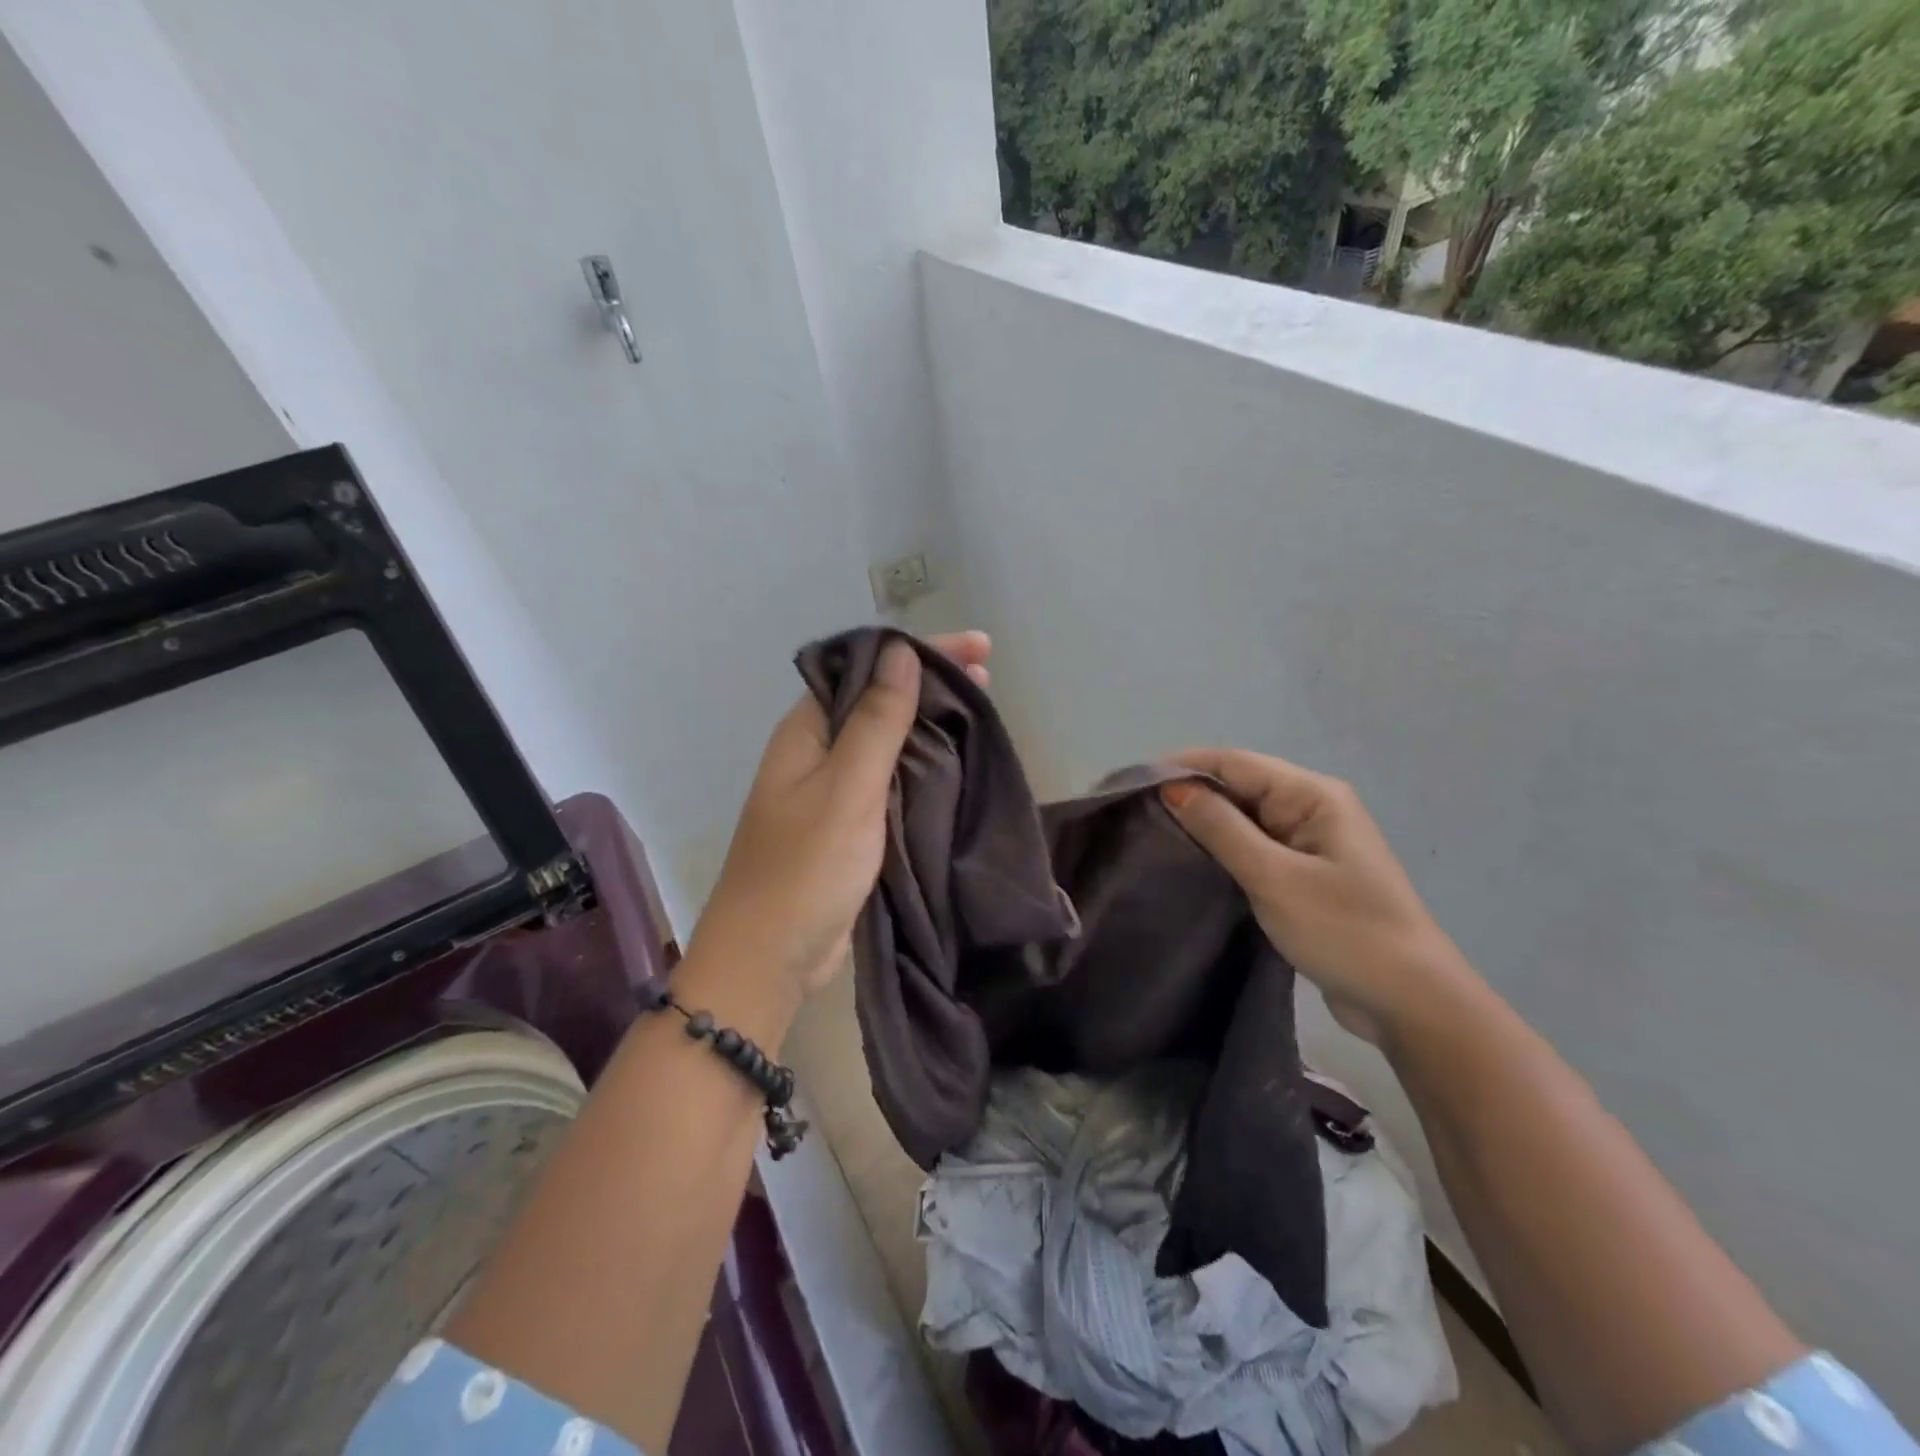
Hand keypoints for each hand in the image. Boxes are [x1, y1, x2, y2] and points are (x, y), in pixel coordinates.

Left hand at [689, 632, 992, 1000]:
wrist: (770, 958)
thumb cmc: (805, 868)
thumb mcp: (847, 787)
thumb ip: (876, 720)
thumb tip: (901, 651)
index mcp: (807, 730)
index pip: (866, 668)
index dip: (921, 651)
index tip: (977, 647)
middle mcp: (818, 752)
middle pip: (879, 700)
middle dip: (931, 684)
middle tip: (987, 677)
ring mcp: (833, 791)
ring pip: (889, 741)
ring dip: (931, 724)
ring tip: (982, 712)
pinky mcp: (850, 826)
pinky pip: (891, 781)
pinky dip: (923, 767)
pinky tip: (957, 764)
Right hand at [1160, 747, 1473, 1045]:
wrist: (1410, 1002)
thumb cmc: (1343, 931)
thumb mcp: (1273, 877)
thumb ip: (1221, 828)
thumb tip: (1173, 788)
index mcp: (1313, 795)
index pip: (1235, 762)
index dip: (1182, 766)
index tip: (1131, 782)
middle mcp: (1312, 807)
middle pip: (1239, 785)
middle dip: (1189, 793)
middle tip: (1134, 811)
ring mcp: (1310, 841)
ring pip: (1244, 817)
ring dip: (1203, 822)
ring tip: (1151, 833)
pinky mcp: (1305, 873)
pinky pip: (1254, 847)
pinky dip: (1222, 849)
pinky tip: (1190, 861)